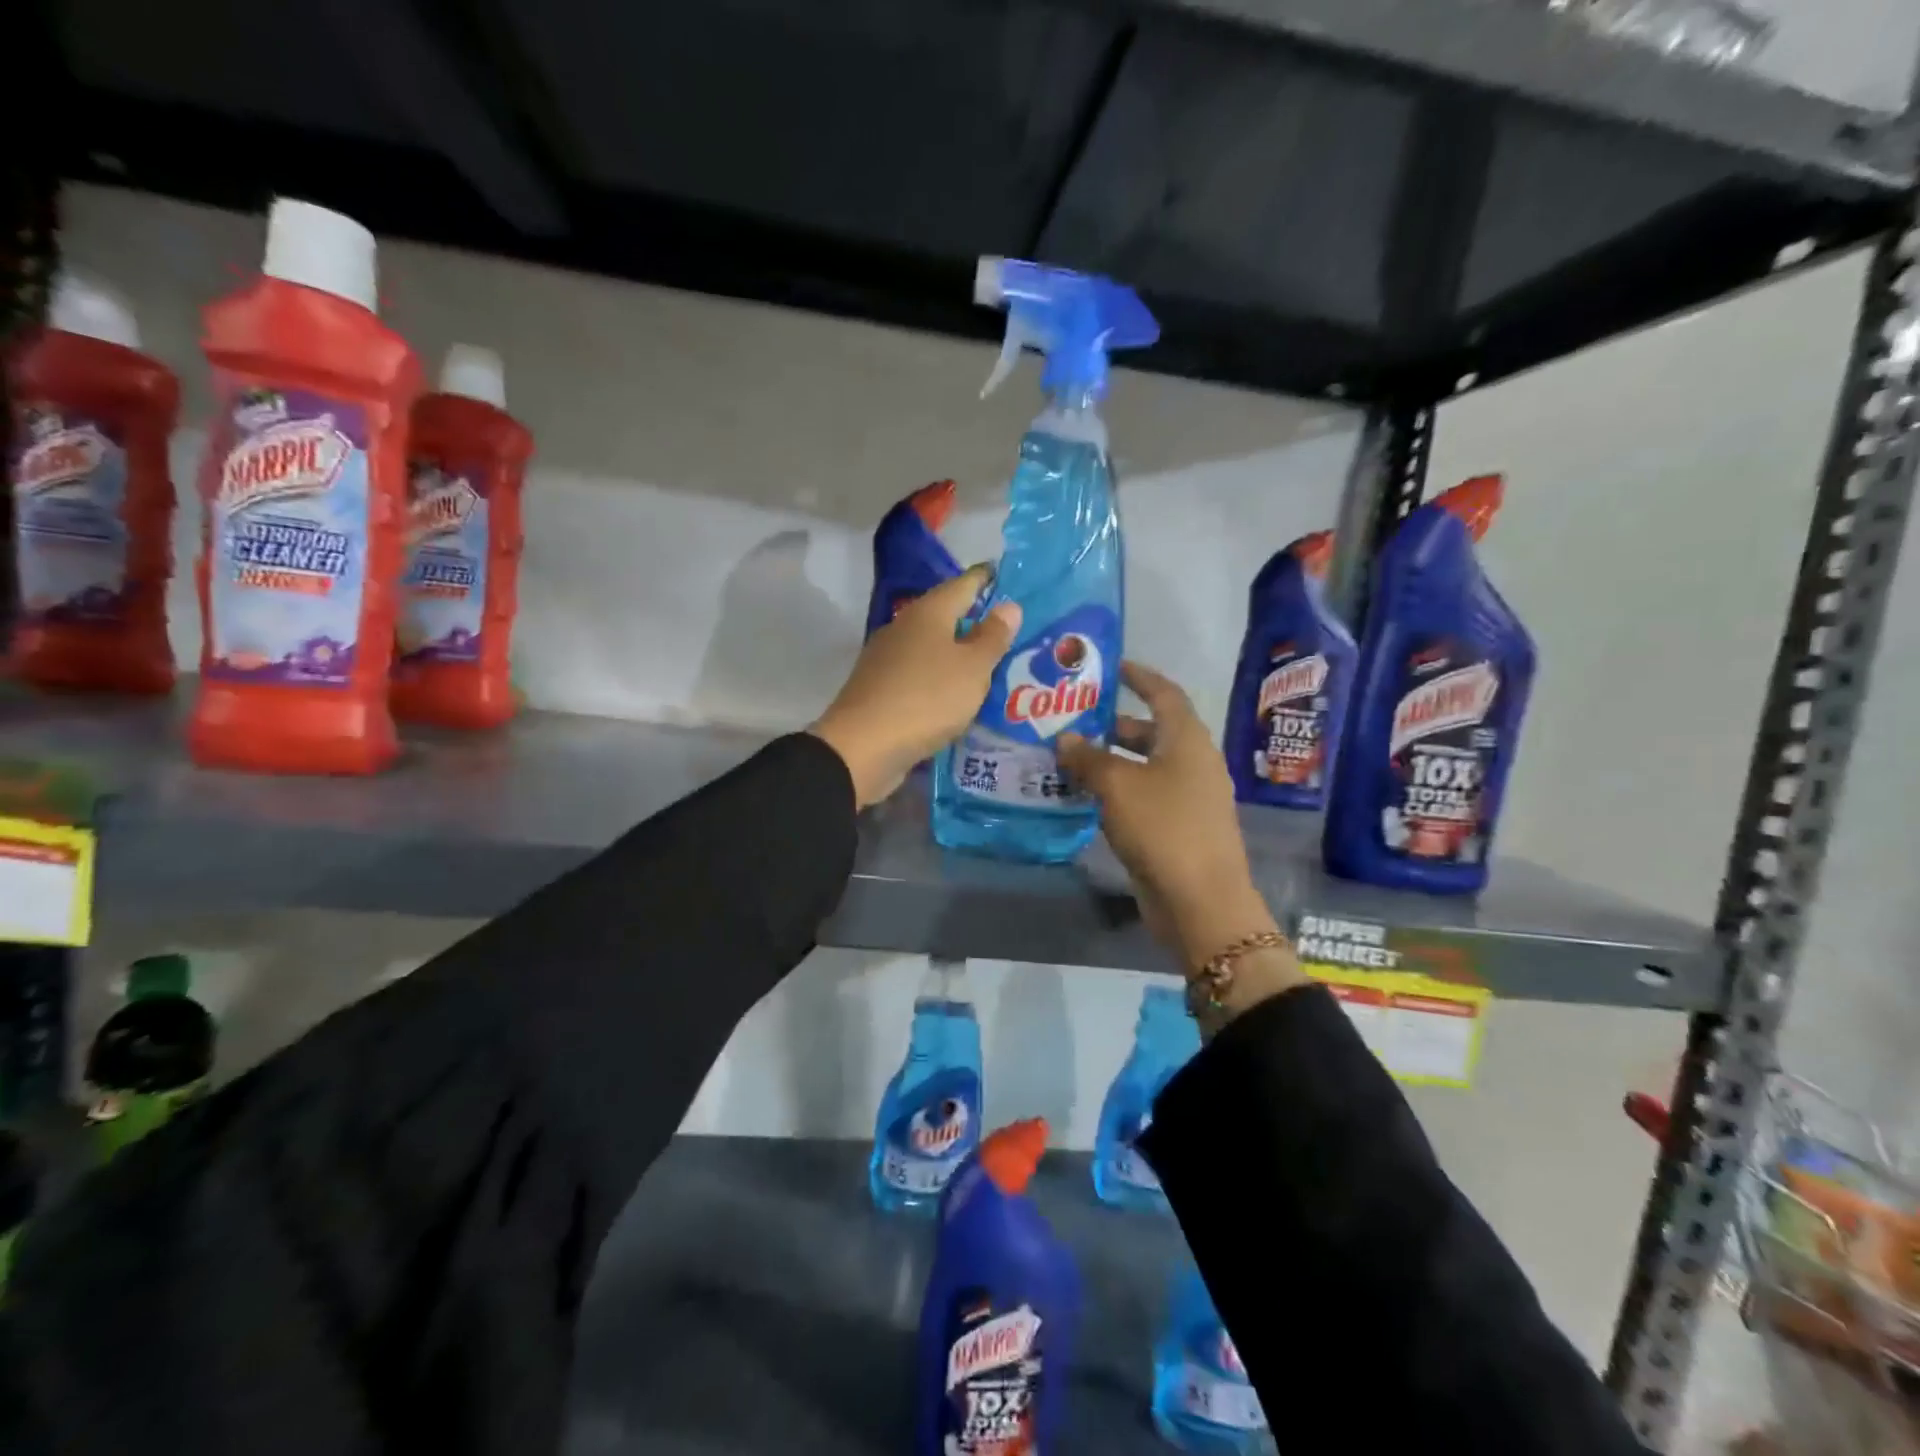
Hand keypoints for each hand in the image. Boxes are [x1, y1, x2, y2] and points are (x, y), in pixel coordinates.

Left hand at [811, 566, 1020, 808]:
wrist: (862, 748)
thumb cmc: (926, 699)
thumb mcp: (972, 669)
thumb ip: (992, 638)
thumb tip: (1009, 606)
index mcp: (928, 613)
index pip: (963, 584)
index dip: (986, 579)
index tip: (1008, 577)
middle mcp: (904, 628)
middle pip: (945, 616)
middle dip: (975, 621)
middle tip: (1010, 630)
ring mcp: (888, 659)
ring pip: (932, 648)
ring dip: (958, 654)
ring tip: (991, 666)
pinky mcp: (881, 689)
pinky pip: (921, 675)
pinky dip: (941, 679)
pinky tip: (958, 695)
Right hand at [1058, 663, 1307, 1016]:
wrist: (1200, 901)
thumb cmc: (1163, 828)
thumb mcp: (1118, 786)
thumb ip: (1088, 758)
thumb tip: (1065, 738)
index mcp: (1187, 740)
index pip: (1163, 693)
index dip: (1138, 676)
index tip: (1109, 667)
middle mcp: (1192, 762)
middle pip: (1150, 731)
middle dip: (1112, 724)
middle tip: (1071, 719)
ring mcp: (1187, 797)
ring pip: (1143, 766)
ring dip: (1108, 760)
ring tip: (1066, 757)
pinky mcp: (1176, 828)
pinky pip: (1142, 796)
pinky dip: (1115, 790)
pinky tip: (1083, 796)